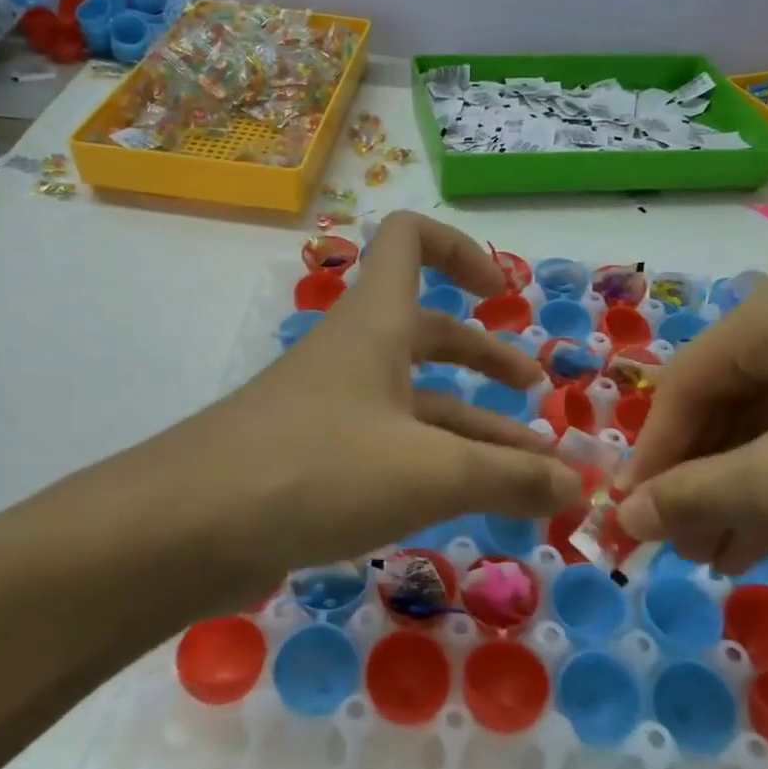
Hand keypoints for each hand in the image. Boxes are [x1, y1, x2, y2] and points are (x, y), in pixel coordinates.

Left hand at [126, 212, 581, 606]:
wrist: (187, 529)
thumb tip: (580, 484)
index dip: (463, 250)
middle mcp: (353, 353)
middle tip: (535, 393)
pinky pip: (388, 447)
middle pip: (428, 332)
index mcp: (377, 324)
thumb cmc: (317, 469)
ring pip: (413, 402)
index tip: (504, 297)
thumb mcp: (430, 472)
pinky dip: (432, 465)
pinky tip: (465, 505)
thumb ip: (511, 477)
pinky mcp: (312, 459)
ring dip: (471, 427)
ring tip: (527, 472)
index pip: (412, 239)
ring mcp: (329, 407)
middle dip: (486, 358)